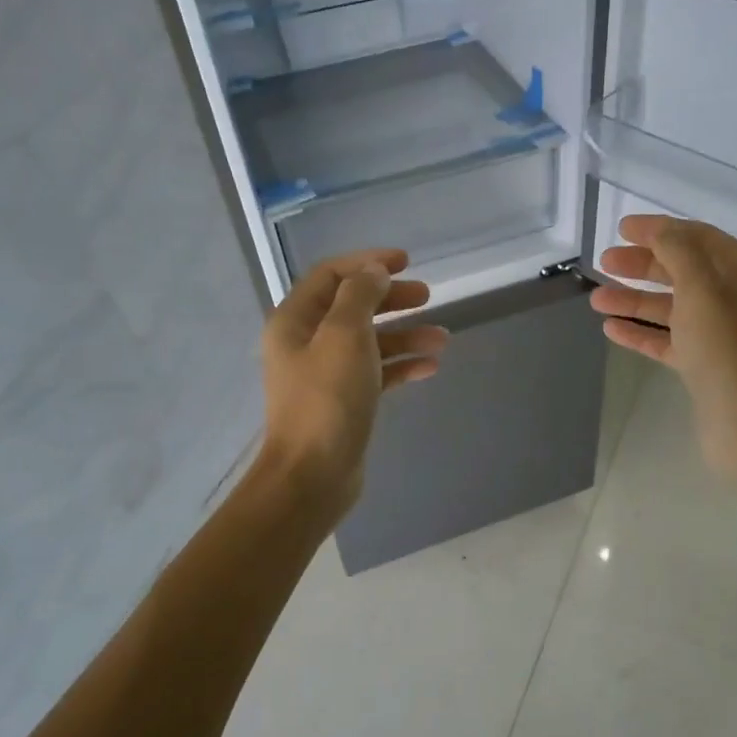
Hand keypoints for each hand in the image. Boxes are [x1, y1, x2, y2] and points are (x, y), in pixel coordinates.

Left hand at [256, 249, 448, 518]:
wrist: (312, 476)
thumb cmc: (327, 400)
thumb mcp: (345, 336)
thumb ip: (360, 295)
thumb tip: (373, 272)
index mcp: (295, 320)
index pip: (331, 275)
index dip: (367, 262)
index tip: (406, 261)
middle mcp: (306, 342)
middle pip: (352, 306)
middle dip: (390, 298)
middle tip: (427, 296)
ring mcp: (325, 374)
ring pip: (369, 341)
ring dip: (404, 335)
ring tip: (442, 339)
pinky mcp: (344, 402)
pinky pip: (376, 373)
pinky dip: (401, 366)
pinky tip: (430, 368)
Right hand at [589, 215, 736, 483]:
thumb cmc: (729, 352)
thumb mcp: (703, 291)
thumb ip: (679, 253)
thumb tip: (660, 231)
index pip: (701, 239)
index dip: (661, 230)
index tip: (621, 229)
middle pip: (685, 272)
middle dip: (644, 265)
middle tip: (604, 263)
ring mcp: (724, 337)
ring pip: (674, 309)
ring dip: (636, 300)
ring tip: (596, 299)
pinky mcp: (708, 368)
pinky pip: (671, 341)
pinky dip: (643, 333)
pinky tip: (612, 329)